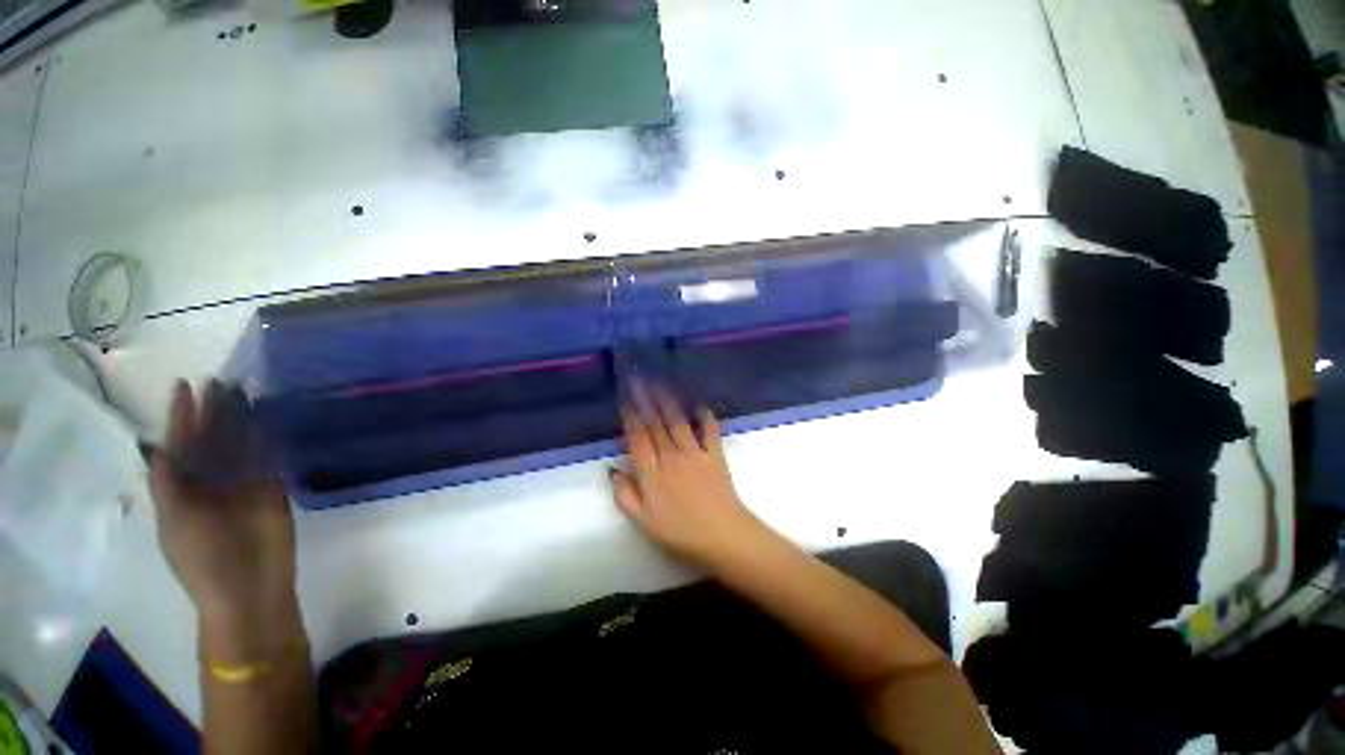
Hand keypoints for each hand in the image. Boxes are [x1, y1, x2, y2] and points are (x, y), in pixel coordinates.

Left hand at [149, 380, 299, 659]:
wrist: (249, 589)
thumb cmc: (202, 561)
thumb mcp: (176, 524)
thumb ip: (169, 486)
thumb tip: (158, 446)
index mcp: (182, 490)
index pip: (180, 445)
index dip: (181, 417)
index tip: (186, 385)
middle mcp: (210, 483)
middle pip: (212, 440)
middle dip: (214, 413)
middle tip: (221, 381)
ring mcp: (243, 486)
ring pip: (241, 445)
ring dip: (243, 420)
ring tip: (246, 392)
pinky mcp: (273, 490)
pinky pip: (269, 459)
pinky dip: (269, 439)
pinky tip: (270, 419)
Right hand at [610, 385, 772, 571]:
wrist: (723, 536)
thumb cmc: (680, 532)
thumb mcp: (644, 521)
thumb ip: (625, 494)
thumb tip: (613, 469)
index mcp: (652, 473)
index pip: (637, 438)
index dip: (630, 416)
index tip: (624, 397)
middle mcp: (671, 456)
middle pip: (655, 424)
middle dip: (645, 399)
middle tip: (637, 378)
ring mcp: (695, 454)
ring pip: (677, 421)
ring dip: (668, 400)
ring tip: (660, 382)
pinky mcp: (715, 455)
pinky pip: (709, 431)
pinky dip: (705, 417)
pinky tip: (700, 404)